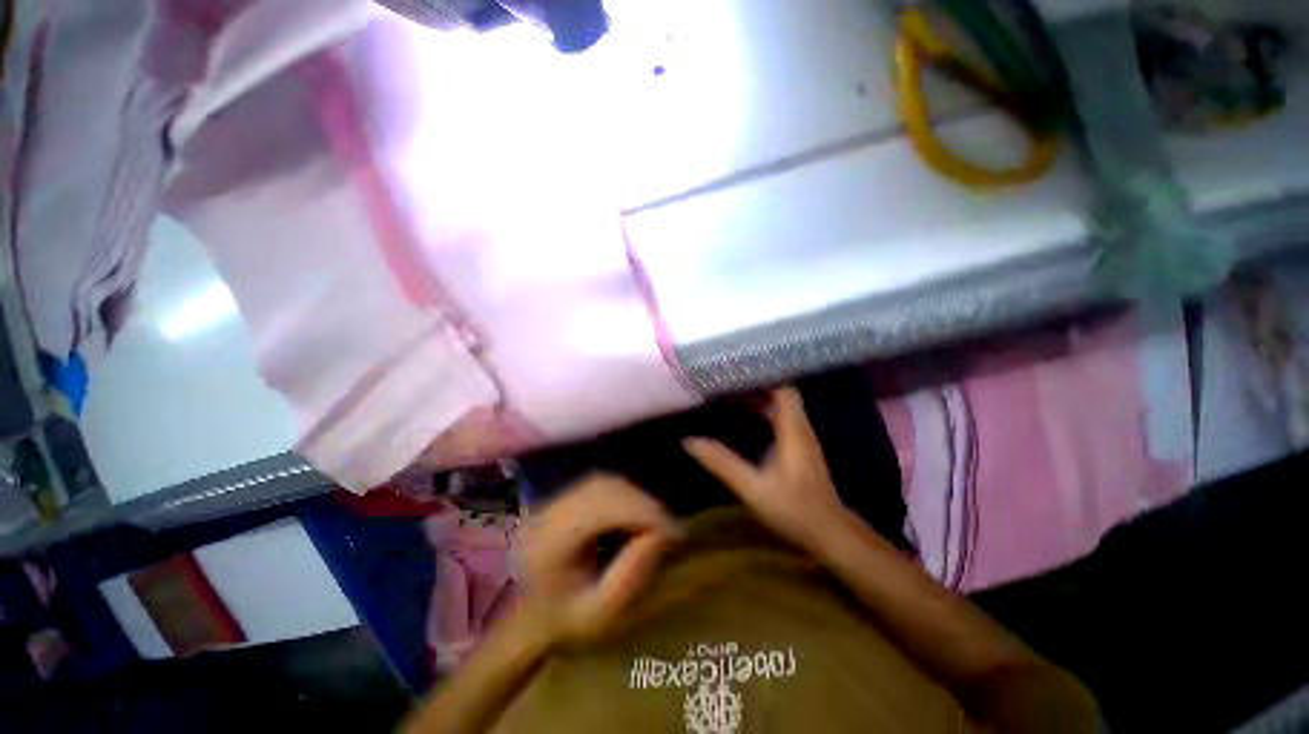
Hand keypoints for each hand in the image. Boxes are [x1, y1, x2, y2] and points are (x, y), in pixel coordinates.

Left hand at [517, 474, 677, 647]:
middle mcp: (548, 512)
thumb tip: (661, 535)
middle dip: (643, 504)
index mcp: (549, 542)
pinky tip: (638, 515)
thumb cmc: (562, 624)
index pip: (602, 508)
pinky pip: (601, 486)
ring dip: (636, 498)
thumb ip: (630, 578)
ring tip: (657, 522)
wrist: (526, 617)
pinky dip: (626, 496)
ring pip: (605, 483)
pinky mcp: (563, 497)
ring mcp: (553, 501)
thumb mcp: (599, 615)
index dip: (643, 513)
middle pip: (605, 489)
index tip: (675, 532)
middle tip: (670, 527)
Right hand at [685, 387, 852, 548]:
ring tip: (726, 393)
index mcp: (793, 430)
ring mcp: (800, 438)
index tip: (735, 369)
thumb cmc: (794, 509)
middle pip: (779, 394)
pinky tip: (740, 419)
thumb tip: (689, 441)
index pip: (782, 388)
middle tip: (723, 380)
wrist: (829, 534)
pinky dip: (760, 414)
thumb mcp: (752, 487)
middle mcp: (799, 428)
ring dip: (755, 399)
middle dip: (752, 385)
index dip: (761, 375)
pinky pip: (778, 420)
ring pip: (779, 407)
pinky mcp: (798, 448)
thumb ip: (722, 462)